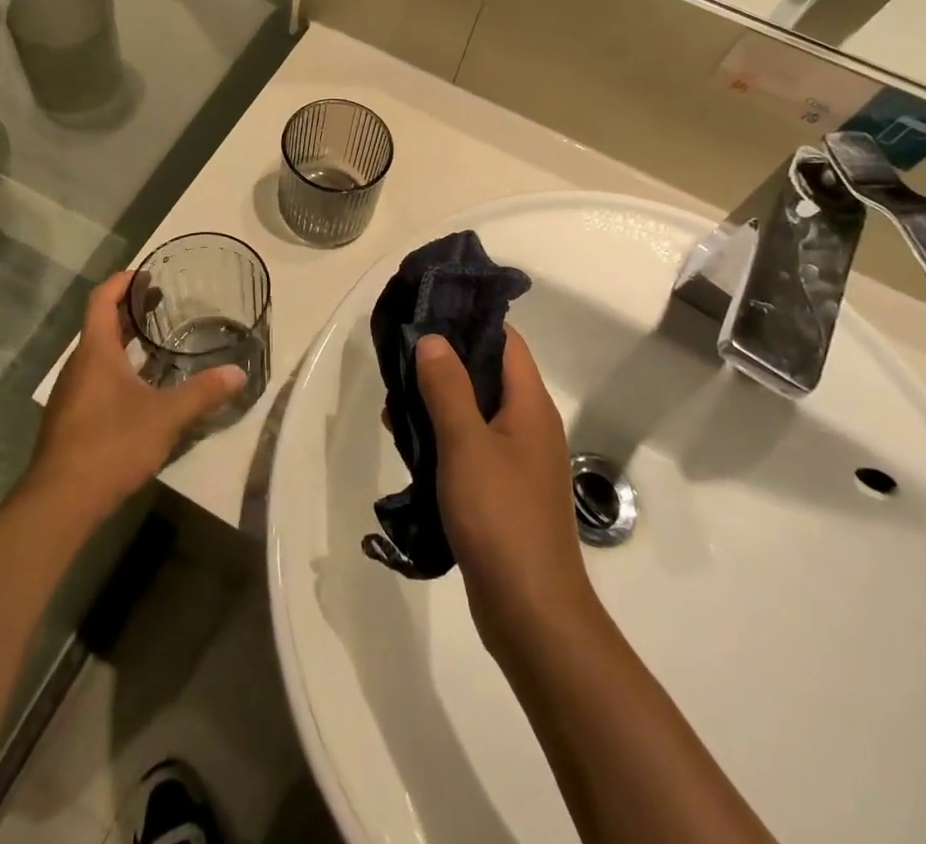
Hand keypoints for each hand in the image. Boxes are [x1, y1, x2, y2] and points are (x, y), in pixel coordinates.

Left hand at [25, 272, 244, 522]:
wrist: (60, 501)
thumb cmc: (111, 444)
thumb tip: (239, 373)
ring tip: (155, 341)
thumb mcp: (166, 417)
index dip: (122, 282)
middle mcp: (79, 365)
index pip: (101, 300)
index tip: (146, 273)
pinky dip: (117, 368)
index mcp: (96, 352)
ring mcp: (71, 393)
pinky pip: (94, 377)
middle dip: (128, 309)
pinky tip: (140, 388)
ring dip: (123, 340)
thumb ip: (203, 393)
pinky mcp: (70, 418)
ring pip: (97, 353)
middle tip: (161, 301)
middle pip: (99, 324)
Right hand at [416, 327, 595, 656]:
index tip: (428, 311)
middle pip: (486, 374)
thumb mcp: (467, 445)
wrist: (532, 615)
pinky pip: (470, 447)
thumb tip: (433, 338)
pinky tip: (409, 445)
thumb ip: (448, 388)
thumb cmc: (501, 519)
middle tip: (398, 360)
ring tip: (393, 405)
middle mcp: (528, 426)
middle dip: (443, 363)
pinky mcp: (502, 491)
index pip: (505, 341)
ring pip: (474, 412)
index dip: (469, 320)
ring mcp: (516, 461)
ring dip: (437, 403)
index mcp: (530, 405)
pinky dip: (442, 438)